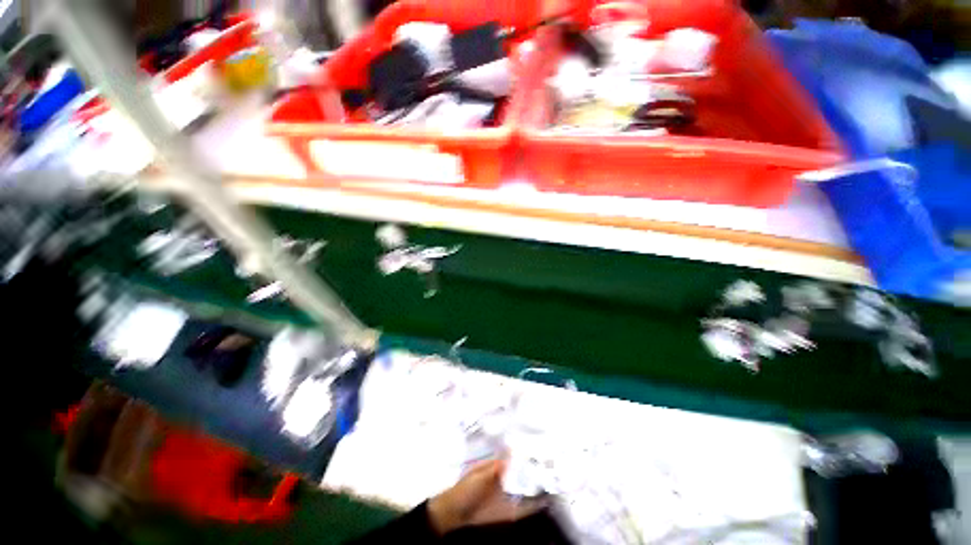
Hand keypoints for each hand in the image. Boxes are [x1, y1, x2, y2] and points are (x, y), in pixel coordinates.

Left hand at [427, 460, 544, 534]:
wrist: (454, 515)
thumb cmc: (465, 490)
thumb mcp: (479, 475)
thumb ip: (496, 467)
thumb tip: (511, 452)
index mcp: (496, 467)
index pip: (514, 459)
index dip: (525, 455)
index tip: (541, 451)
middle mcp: (505, 480)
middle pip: (522, 474)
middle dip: (535, 471)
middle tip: (553, 467)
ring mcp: (507, 497)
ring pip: (525, 490)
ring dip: (537, 487)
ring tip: (555, 482)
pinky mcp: (508, 512)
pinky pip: (522, 508)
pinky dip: (533, 506)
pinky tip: (545, 503)